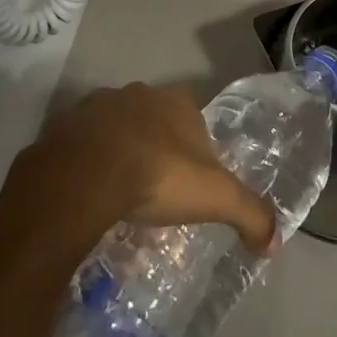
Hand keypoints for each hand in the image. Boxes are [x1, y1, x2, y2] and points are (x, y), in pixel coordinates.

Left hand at [18, 83, 279, 255]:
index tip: (190, 186)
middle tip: (155, 194)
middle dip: (156, 151)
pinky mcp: (62, 128)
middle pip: (154, 123)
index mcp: (176, 103)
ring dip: (118, 155)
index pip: (194, 122)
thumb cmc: (157, 176)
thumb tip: (275, 242)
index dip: (196, 152)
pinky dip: (85, 166)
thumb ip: (249, 213)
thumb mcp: (214, 198)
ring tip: (119, 198)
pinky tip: (86, 196)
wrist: (83, 176)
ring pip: (115, 131)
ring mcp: (96, 107)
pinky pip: (80, 147)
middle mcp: (138, 95)